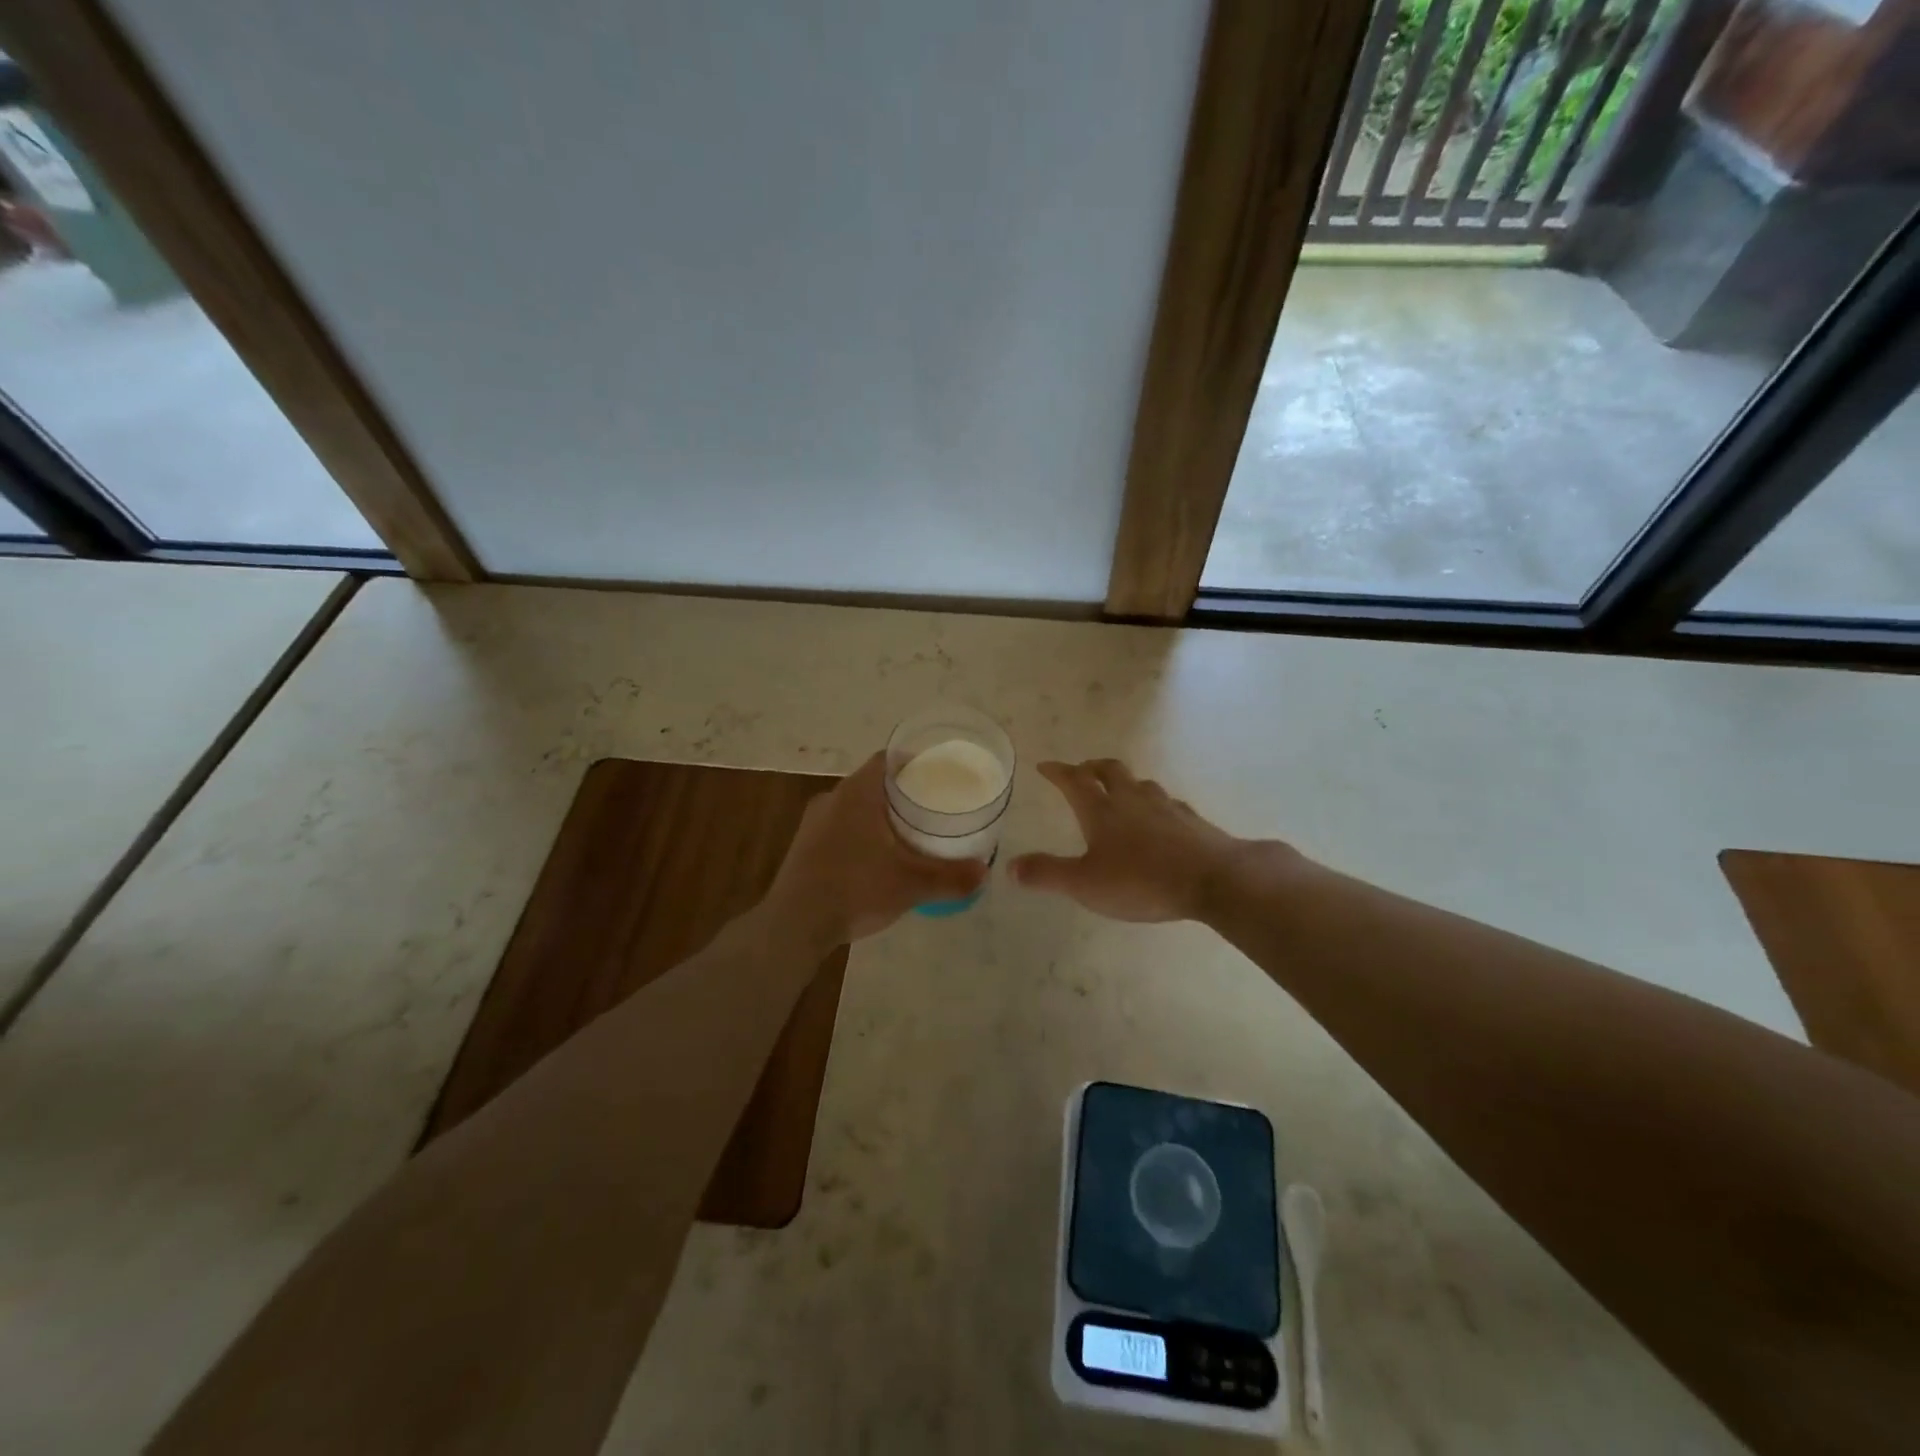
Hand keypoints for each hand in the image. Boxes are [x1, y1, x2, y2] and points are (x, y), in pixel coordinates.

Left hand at [765, 753, 988, 945]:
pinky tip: (875, 859)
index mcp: (857, 793)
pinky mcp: (803, 846)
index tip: (936, 774)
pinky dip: (860, 835)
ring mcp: (813, 823)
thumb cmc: (855, 889)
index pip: (887, 759)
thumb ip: (950, 877)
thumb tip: (985, 873)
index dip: (913, 762)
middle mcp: (832, 798)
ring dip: (877, 816)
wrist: (794, 925)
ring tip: (907, 834)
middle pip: (872, 783)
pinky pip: (839, 828)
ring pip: (853, 807)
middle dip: (900, 793)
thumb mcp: (910, 885)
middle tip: (930, 807)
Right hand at [1012, 759, 1267, 922]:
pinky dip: (1153, 804)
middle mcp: (1132, 799)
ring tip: (1118, 791)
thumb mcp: (1085, 884)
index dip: (1057, 771)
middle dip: (1091, 768)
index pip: (1074, 781)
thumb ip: (1047, 874)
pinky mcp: (1191, 820)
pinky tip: (1159, 818)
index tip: (1045, 766)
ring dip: (1124, 782)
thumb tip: (1011, 867)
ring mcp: (1165, 806)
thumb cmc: (1142, 880)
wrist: (1213, 879)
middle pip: (1109, 771)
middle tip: (1081, 771)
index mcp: (1102, 810)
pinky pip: (1167, 803)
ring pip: (1139, 783)